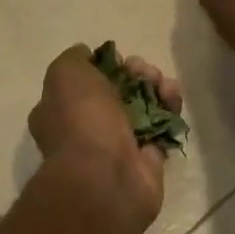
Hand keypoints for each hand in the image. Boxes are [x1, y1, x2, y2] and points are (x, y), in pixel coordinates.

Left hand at [29, 45, 181, 229]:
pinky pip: (162, 126)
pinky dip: (170, 109)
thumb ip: (74, 58)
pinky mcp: (148, 157)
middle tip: (144, 71)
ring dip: (156, 87)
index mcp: (61, 110)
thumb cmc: (82, 123)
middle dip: (135, 74)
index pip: (85, 81)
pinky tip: (173, 99)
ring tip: (164, 85)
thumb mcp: (65, 75)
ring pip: (143, 106)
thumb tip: (89, 54)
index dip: (105, 66)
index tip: (119, 59)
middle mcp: (88, 128)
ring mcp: (119, 144)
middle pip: (118, 90)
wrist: (107, 178)